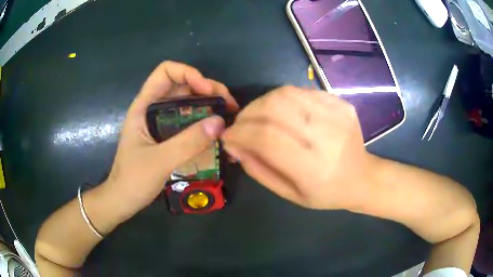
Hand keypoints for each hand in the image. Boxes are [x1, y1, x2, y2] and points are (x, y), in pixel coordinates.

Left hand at [103, 61, 238, 220]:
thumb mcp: (160, 161)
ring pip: (188, 103)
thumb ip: (188, 142)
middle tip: (229, 106)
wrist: (123, 200)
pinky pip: (188, 122)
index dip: (188, 73)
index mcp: (144, 105)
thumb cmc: (133, 180)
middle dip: (208, 89)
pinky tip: (217, 132)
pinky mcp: (167, 137)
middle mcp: (153, 109)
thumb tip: (220, 122)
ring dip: (210, 105)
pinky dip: (204, 122)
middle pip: (183, 85)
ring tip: (229, 117)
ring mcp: (161, 123)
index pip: (166, 71)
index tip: (208, 92)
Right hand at [221, 86, 374, 209]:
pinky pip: (302, 91)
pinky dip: (282, 98)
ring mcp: (337, 115)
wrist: (362, 178)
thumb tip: (235, 145)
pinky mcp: (341, 104)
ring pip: (286, 94)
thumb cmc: (325, 193)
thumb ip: (259, 170)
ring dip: (262, 103)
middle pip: (274, 109)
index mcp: (313, 168)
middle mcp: (327, 137)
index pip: (267, 138)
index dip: (241, 133)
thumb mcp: (289, 194)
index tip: (228, 136)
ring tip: (256, 116)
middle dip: (247, 114)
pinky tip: (281, 111)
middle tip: (240, 124)